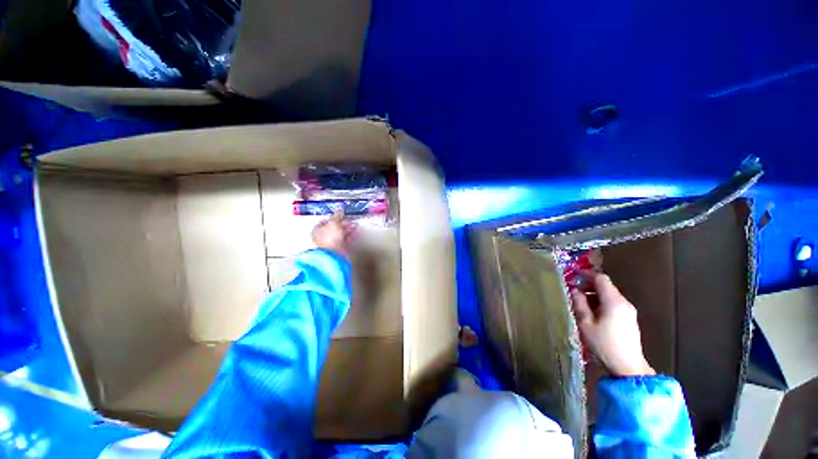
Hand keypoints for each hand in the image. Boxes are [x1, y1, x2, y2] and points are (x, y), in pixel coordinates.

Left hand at [312, 213, 355, 257]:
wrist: (333, 254)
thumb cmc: (329, 238)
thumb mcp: (334, 223)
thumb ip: (337, 215)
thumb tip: (339, 207)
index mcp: (317, 229)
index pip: (326, 221)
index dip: (335, 217)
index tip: (342, 215)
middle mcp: (322, 236)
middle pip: (334, 227)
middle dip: (343, 223)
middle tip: (350, 221)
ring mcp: (330, 243)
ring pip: (340, 233)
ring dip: (348, 229)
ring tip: (355, 225)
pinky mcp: (338, 248)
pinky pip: (344, 239)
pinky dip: (350, 235)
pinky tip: (355, 232)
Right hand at [571, 273, 655, 376]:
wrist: (628, 367)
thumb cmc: (604, 344)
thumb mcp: (586, 323)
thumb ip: (580, 304)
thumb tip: (575, 290)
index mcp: (613, 302)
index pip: (601, 278)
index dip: (587, 276)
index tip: (574, 279)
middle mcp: (624, 303)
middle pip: (606, 286)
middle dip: (589, 287)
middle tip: (574, 293)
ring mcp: (629, 311)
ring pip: (610, 295)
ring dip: (595, 296)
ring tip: (581, 305)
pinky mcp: (630, 319)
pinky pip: (614, 304)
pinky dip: (602, 303)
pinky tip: (593, 314)